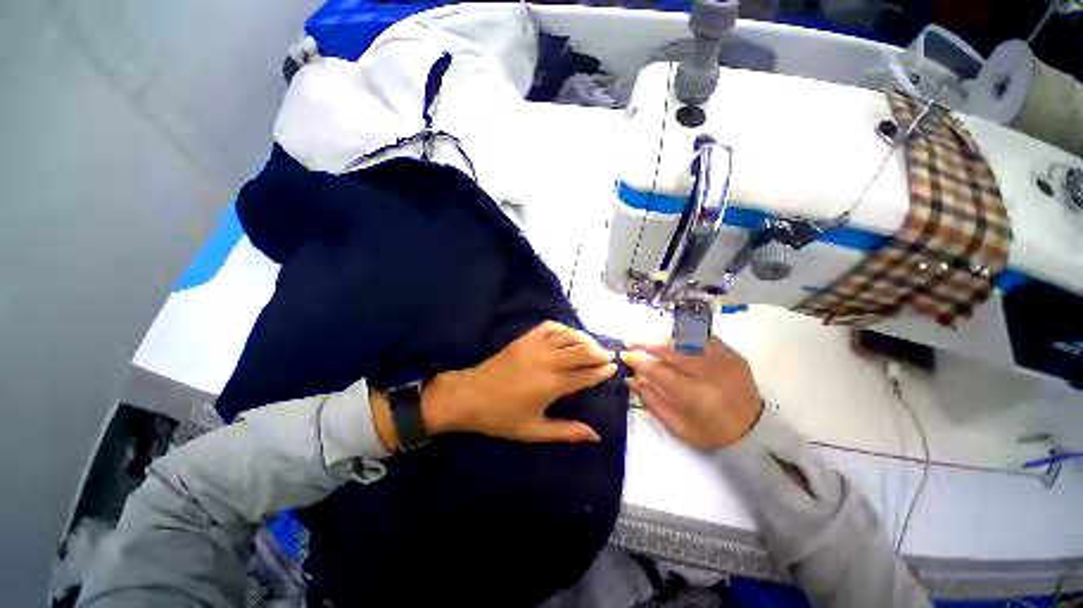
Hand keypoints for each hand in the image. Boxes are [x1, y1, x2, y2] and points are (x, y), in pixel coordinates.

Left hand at [421, 321, 617, 442]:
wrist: (468, 396)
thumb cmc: (501, 417)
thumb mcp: (534, 431)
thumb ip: (567, 432)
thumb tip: (596, 436)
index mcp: (550, 385)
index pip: (584, 375)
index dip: (601, 371)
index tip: (614, 368)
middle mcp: (546, 361)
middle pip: (581, 351)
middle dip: (598, 351)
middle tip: (609, 354)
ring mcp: (534, 346)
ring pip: (567, 336)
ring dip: (584, 338)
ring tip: (592, 344)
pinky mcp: (524, 339)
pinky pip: (548, 327)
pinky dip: (562, 328)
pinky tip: (567, 334)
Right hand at [622, 336, 762, 450]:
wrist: (754, 431)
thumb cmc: (711, 432)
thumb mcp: (677, 426)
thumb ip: (652, 401)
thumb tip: (631, 379)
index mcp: (696, 396)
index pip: (660, 372)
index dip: (640, 362)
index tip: (626, 356)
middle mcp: (710, 374)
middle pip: (672, 352)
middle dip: (648, 345)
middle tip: (631, 342)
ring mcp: (724, 360)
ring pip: (686, 342)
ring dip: (663, 340)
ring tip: (649, 340)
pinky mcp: (732, 354)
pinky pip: (703, 338)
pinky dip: (685, 338)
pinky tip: (673, 340)